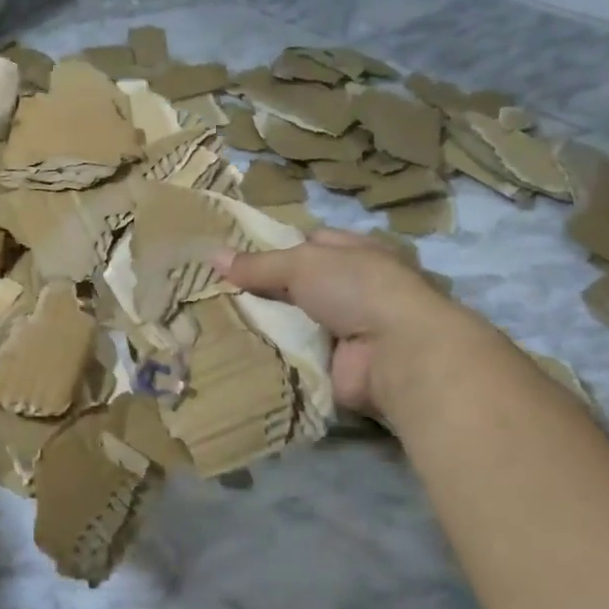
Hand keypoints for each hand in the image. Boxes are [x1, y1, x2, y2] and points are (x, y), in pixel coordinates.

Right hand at [216, 228, 464, 417]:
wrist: (396, 354)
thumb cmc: (357, 289)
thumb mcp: (301, 263)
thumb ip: (258, 264)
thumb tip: (212, 256)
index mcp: (355, 253)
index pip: (309, 244)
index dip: (275, 247)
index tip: (235, 255)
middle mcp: (352, 288)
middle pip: (297, 284)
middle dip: (263, 288)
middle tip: (215, 290)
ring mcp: (346, 329)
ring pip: (293, 320)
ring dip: (266, 322)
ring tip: (215, 320)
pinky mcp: (336, 365)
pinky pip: (295, 354)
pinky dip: (273, 353)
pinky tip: (237, 349)